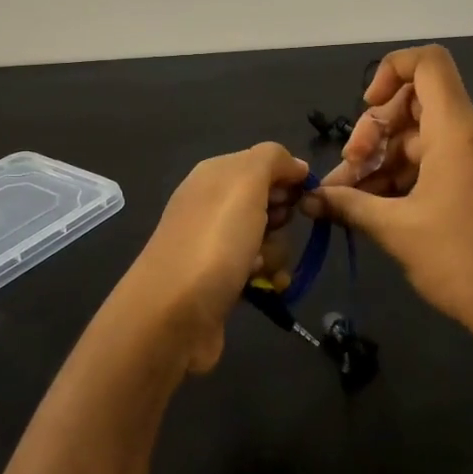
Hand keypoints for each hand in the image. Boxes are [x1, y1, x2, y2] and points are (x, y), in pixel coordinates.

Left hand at [113, 142, 307, 374]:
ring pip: (268, 239)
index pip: (264, 163)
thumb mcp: (245, 182)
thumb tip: (295, 165)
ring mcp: (215, 245)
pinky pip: (259, 270)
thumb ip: (272, 159)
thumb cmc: (214, 240)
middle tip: (274, 228)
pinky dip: (268, 278)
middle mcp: (212, 205)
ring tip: (262, 267)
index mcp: (214, 175)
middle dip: (282, 219)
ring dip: (276, 252)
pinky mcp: (221, 281)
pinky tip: (265, 287)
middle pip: (269, 203)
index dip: (287, 177)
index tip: (299, 196)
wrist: (173, 314)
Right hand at [302, 45, 472, 350]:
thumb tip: (309, 198)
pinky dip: (406, 174)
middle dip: (374, 131)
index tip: (367, 108)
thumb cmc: (462, 261)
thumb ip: (349, 204)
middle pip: (415, 102)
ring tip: (352, 198)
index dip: (390, 70)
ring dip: (384, 160)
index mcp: (458, 129)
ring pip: (422, 136)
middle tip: (351, 171)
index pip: (427, 63)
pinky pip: (438, 159)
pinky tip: (377, 206)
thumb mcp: (396, 230)